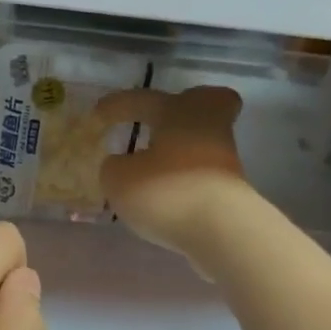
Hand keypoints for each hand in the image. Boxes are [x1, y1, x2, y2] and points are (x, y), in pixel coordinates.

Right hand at [97, 86, 252, 272]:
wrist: (220, 230)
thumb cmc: (166, 190)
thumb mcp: (119, 179)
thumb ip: (114, 167)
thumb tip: (122, 165)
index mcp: (178, 111)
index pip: (143, 99)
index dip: (118, 105)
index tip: (98, 114)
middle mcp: (207, 126)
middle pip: (206, 103)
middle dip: (185, 109)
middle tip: (160, 123)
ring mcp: (224, 158)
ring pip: (202, 141)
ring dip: (180, 150)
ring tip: (151, 171)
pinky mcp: (232, 190)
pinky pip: (203, 173)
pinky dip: (186, 179)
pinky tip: (166, 196)